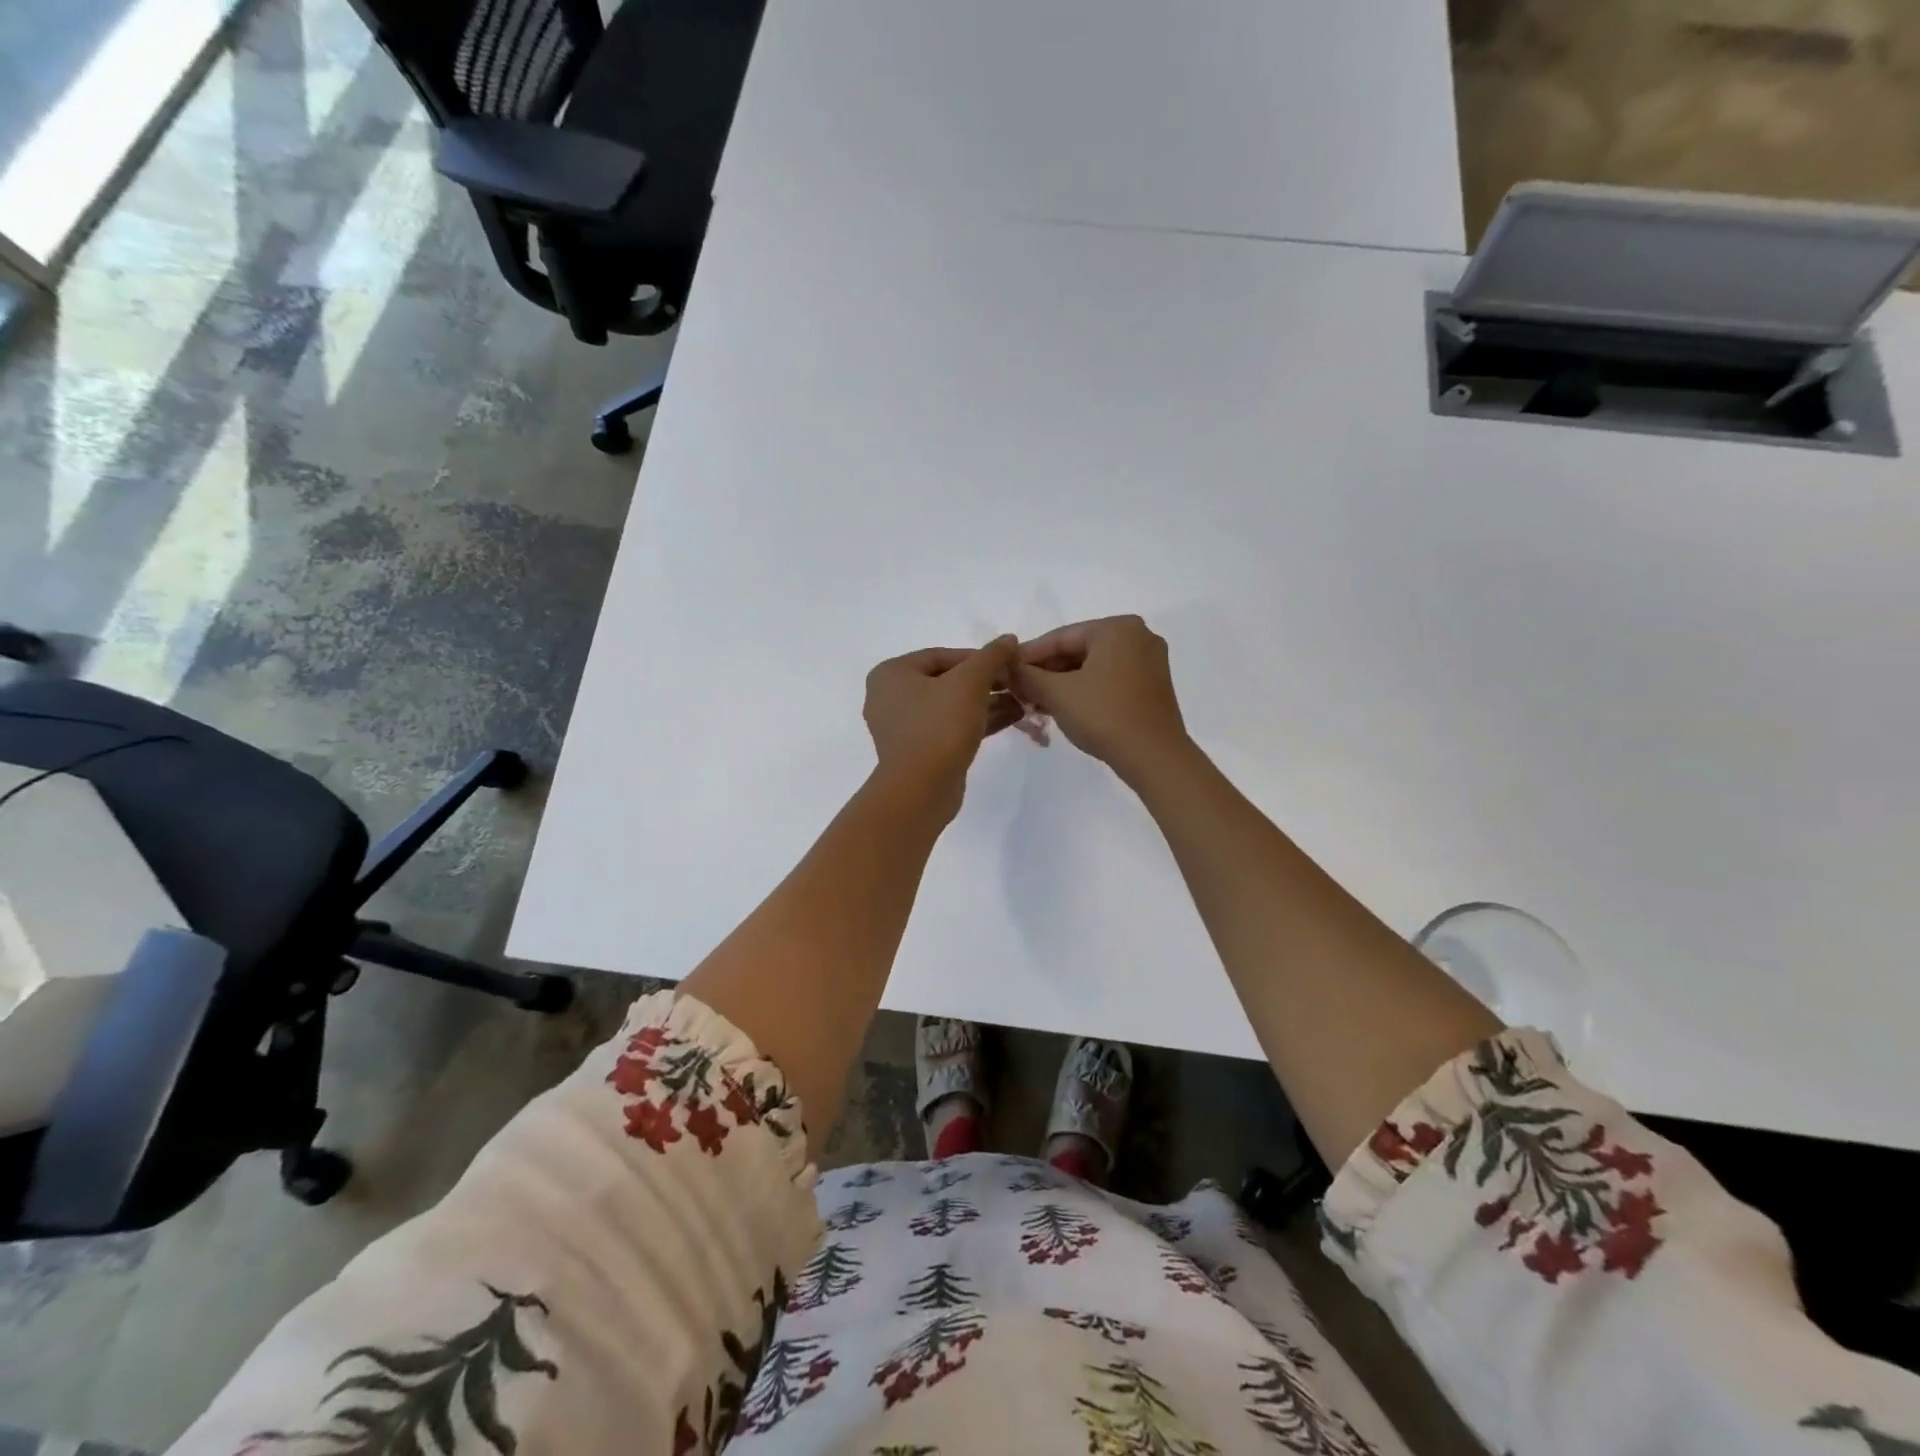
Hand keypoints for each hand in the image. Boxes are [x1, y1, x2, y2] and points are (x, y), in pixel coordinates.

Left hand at [864, 636, 1023, 817]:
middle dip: (986, 682)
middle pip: (947, 681)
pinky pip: (950, 728)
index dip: (979, 657)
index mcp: (891, 674)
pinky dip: (978, 722)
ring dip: (987, 702)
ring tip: (1023, 700)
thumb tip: (1009, 639)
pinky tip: (1013, 718)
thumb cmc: (939, 726)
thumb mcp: (970, 682)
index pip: (941, 655)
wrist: (921, 790)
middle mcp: (890, 698)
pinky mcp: (919, 752)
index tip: (1009, 663)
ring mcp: (903, 728)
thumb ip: (991, 656)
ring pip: (951, 706)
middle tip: (1017, 682)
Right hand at [1014, 616, 1190, 779]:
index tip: (1004, 670)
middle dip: (1046, 671)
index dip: (1028, 655)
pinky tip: (1063, 707)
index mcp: (1117, 628)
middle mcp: (1138, 636)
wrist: (1154, 758)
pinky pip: (1109, 679)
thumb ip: (1027, 676)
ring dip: (1063, 683)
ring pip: (1093, 666)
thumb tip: (1006, 668)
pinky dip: (1085, 690)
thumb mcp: (1058, 694)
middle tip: (1018, 689)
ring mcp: (1149, 662)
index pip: (1060, 637)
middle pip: (1078, 649)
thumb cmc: (1104, 716)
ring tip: (1035, 701)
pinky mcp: (1152, 686)